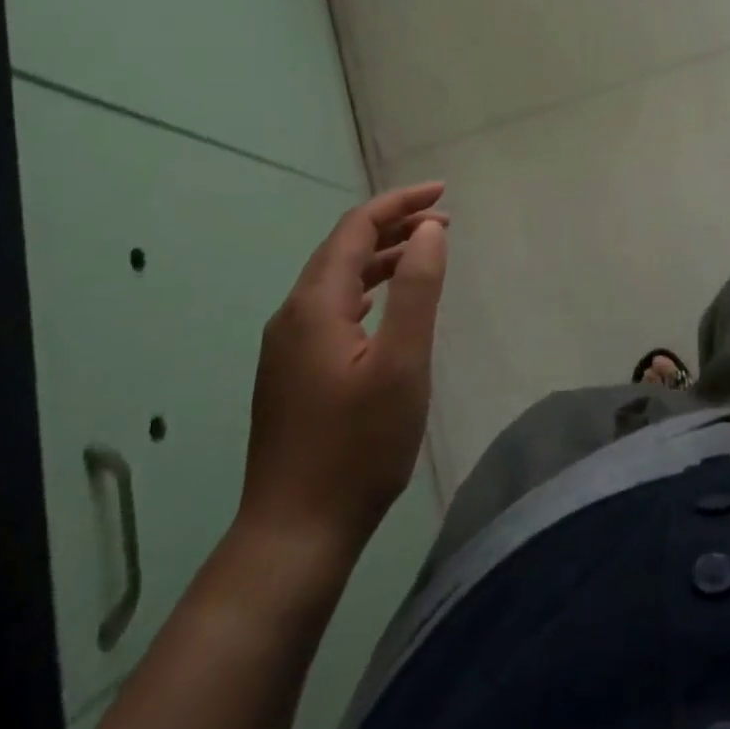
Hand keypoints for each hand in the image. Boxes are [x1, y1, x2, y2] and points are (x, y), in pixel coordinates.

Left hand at [237, 182, 448, 572]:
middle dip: (393, 225)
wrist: (293, 534)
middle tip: (443, 219)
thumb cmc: (357, 446)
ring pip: (336, 279)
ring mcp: (286, 347)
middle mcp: (292, 315)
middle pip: (343, 248)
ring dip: (381, 257)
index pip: (356, 228)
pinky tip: (383, 304)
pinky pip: (330, 307)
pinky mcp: (290, 373)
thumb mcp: (402, 363)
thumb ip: (417, 289)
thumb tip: (429, 229)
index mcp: (315, 304)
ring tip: (425, 252)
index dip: (399, 203)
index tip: (443, 193)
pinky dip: (365, 289)